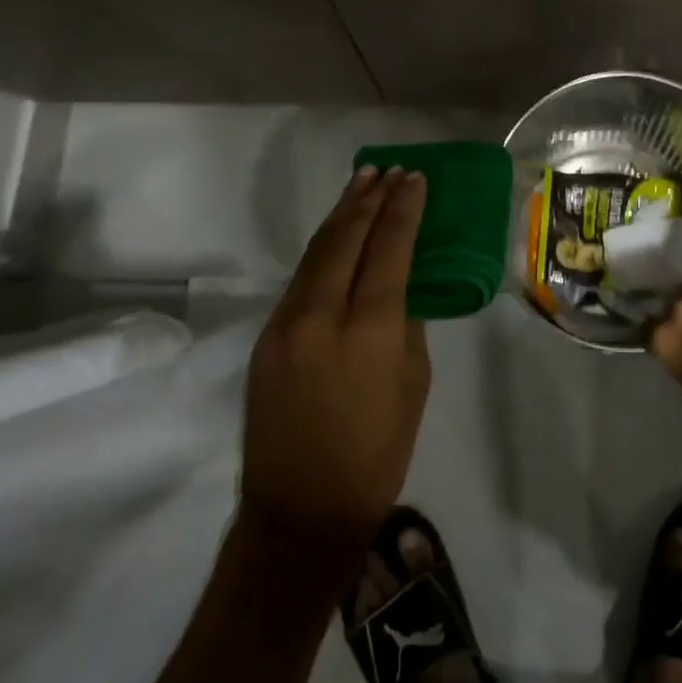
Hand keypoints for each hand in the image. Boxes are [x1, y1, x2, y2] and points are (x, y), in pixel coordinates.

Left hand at [239, 167, 430, 553]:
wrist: (300, 512)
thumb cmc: (377, 454)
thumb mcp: (413, 384)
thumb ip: (406, 324)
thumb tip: (399, 288)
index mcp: (369, 331)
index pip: (389, 249)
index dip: (403, 209)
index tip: (415, 179)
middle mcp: (322, 316)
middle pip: (346, 238)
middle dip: (370, 199)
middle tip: (388, 170)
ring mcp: (286, 323)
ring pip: (317, 251)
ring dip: (342, 214)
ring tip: (363, 183)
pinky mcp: (266, 336)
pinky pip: (301, 277)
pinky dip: (324, 246)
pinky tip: (338, 233)